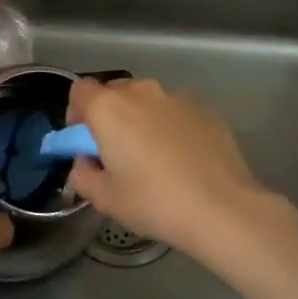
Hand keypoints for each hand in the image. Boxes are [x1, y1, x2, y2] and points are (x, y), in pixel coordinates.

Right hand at [66, 77, 275, 259]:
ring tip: (155, 156)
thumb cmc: (154, 202)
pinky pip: (175, 111)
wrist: (221, 207)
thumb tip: (87, 163)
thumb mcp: (105, 199)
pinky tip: (184, 158)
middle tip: (117, 151)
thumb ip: (83, 175)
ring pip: (147, 100)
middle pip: (114, 92)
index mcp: (109, 109)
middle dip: (110, 116)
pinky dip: (171, 125)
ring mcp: (176, 97)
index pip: (79, 91)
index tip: (84, 141)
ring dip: (142, 119)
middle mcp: (141, 92)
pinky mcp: (205, 108)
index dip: (76, 114)